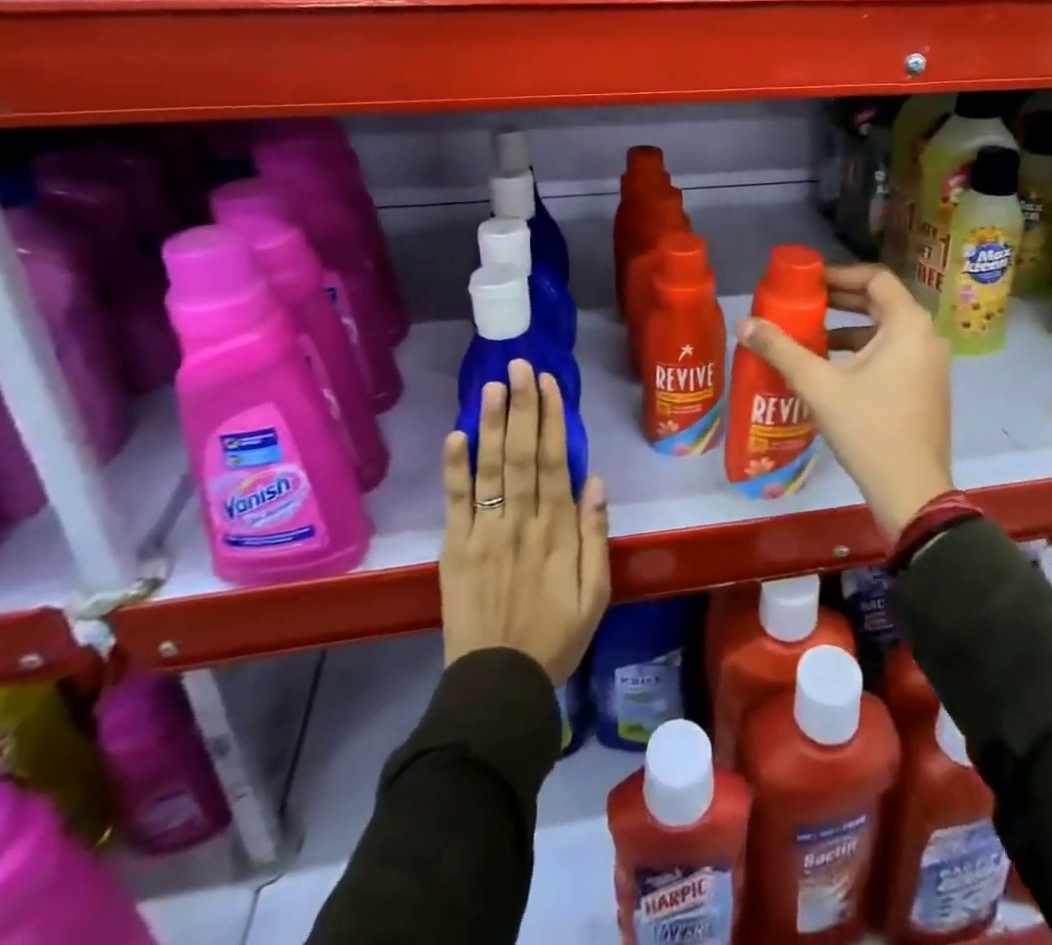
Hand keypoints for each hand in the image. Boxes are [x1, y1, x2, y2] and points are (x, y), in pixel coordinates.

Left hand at [439, 361, 609, 686]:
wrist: (498, 686)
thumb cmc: (555, 637)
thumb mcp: (595, 594)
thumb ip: (596, 536)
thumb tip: (595, 481)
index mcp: (557, 531)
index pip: (553, 462)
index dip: (551, 419)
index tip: (548, 383)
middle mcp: (520, 522)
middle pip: (520, 454)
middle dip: (521, 406)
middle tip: (519, 366)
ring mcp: (484, 534)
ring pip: (489, 470)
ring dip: (490, 424)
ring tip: (492, 385)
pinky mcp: (455, 550)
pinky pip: (454, 503)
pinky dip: (454, 469)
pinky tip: (455, 436)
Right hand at [737, 263, 953, 537]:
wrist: (912, 491)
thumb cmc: (868, 428)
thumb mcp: (818, 384)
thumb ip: (780, 349)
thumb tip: (743, 322)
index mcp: (908, 325)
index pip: (876, 277)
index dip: (839, 273)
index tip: (808, 282)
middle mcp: (927, 336)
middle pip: (882, 302)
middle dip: (841, 299)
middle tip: (804, 302)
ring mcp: (931, 363)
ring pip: (887, 329)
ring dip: (851, 326)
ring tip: (812, 334)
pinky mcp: (927, 386)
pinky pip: (895, 351)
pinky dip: (865, 349)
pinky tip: (833, 367)